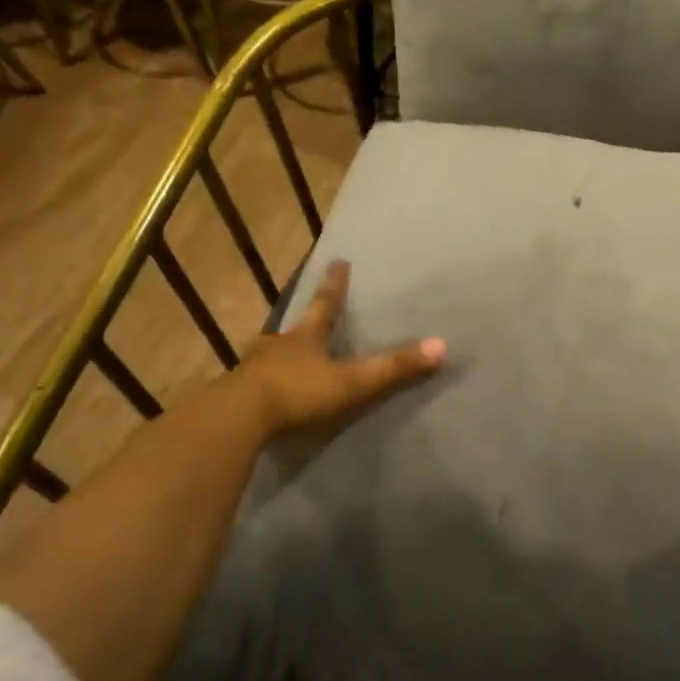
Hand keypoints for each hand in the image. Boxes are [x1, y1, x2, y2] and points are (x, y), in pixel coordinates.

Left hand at [237, 260, 444, 436]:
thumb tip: (442, 345)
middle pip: (294, 327)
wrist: (237, 419)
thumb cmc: (297, 393)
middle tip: (308, 314)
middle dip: (304, 320)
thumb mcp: (351, 381)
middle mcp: (278, 346)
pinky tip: (265, 390)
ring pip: (271, 353)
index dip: (335, 284)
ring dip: (281, 351)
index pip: (325, 305)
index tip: (338, 261)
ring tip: (285, 353)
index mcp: (305, 338)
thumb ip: (393, 367)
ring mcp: (253, 369)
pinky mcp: (238, 394)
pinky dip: (265, 381)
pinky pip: (256, 382)